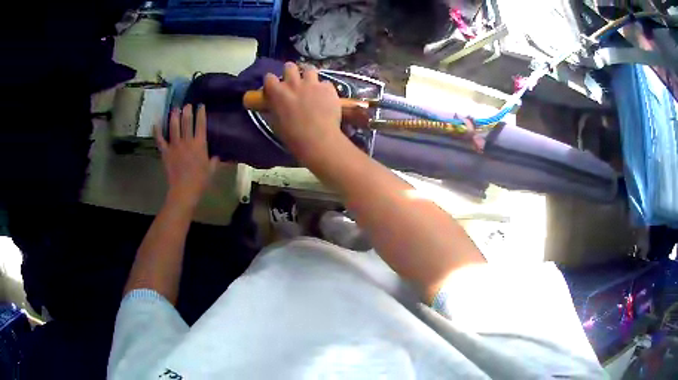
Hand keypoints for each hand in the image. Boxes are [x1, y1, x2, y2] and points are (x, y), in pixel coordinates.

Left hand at [155, 104, 218, 206]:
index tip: (200, 105)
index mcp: (200, 144)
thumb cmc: (200, 181)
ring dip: (174, 116)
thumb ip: (214, 160)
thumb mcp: (212, 170)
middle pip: (186, 121)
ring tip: (175, 109)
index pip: (201, 124)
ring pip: (173, 126)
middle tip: (187, 104)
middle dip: (187, 110)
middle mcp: (187, 141)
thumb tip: (217, 155)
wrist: (184, 191)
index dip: (201, 113)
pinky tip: (156, 123)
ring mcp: (175, 146)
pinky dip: (157, 131)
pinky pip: (160, 140)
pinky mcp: (166, 152)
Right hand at [263, 62, 343, 165]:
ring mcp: (312, 83)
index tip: (274, 86)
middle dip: (290, 71)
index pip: (269, 78)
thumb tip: (272, 106)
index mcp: (277, 92)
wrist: (318, 140)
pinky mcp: (328, 88)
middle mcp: (293, 83)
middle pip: (289, 66)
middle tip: (294, 81)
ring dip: (308, 74)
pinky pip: (326, 83)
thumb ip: (273, 110)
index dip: (271, 81)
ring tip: (311, 83)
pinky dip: (325, 89)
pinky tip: (326, 97)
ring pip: (309, 69)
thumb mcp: (275, 123)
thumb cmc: (292, 136)